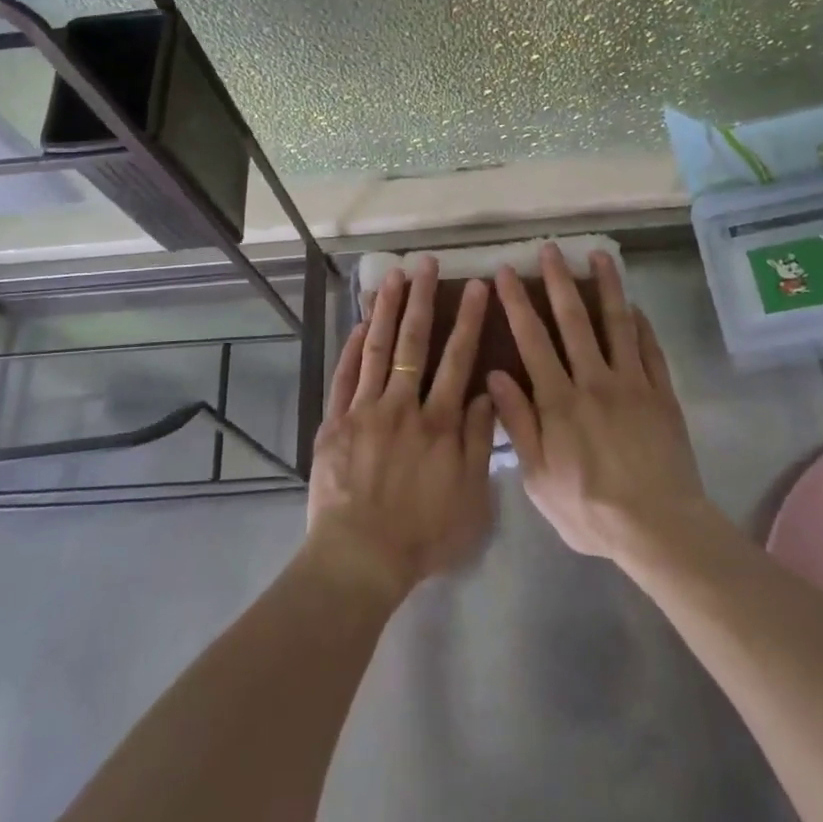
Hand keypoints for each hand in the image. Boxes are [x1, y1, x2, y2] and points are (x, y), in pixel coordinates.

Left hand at [305, 256, 497, 600]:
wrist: (360, 558)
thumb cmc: (422, 535)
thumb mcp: (471, 498)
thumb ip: (480, 443)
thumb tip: (488, 393)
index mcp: (439, 422)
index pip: (458, 359)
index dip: (467, 320)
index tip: (474, 286)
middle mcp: (402, 405)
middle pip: (413, 343)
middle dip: (421, 299)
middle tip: (425, 263)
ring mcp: (364, 410)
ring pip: (375, 349)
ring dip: (384, 310)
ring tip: (391, 276)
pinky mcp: (335, 422)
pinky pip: (344, 376)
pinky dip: (351, 348)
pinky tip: (358, 324)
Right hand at [486, 245, 712, 561]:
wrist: (659, 528)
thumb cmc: (589, 509)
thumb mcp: (538, 477)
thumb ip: (518, 424)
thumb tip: (493, 376)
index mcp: (558, 401)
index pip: (532, 340)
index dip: (518, 303)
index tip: (506, 272)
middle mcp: (594, 381)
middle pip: (574, 321)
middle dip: (559, 281)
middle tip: (550, 248)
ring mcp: (632, 384)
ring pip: (616, 324)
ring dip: (607, 287)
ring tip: (600, 255)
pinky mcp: (662, 394)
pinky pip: (651, 350)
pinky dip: (642, 325)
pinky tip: (636, 306)